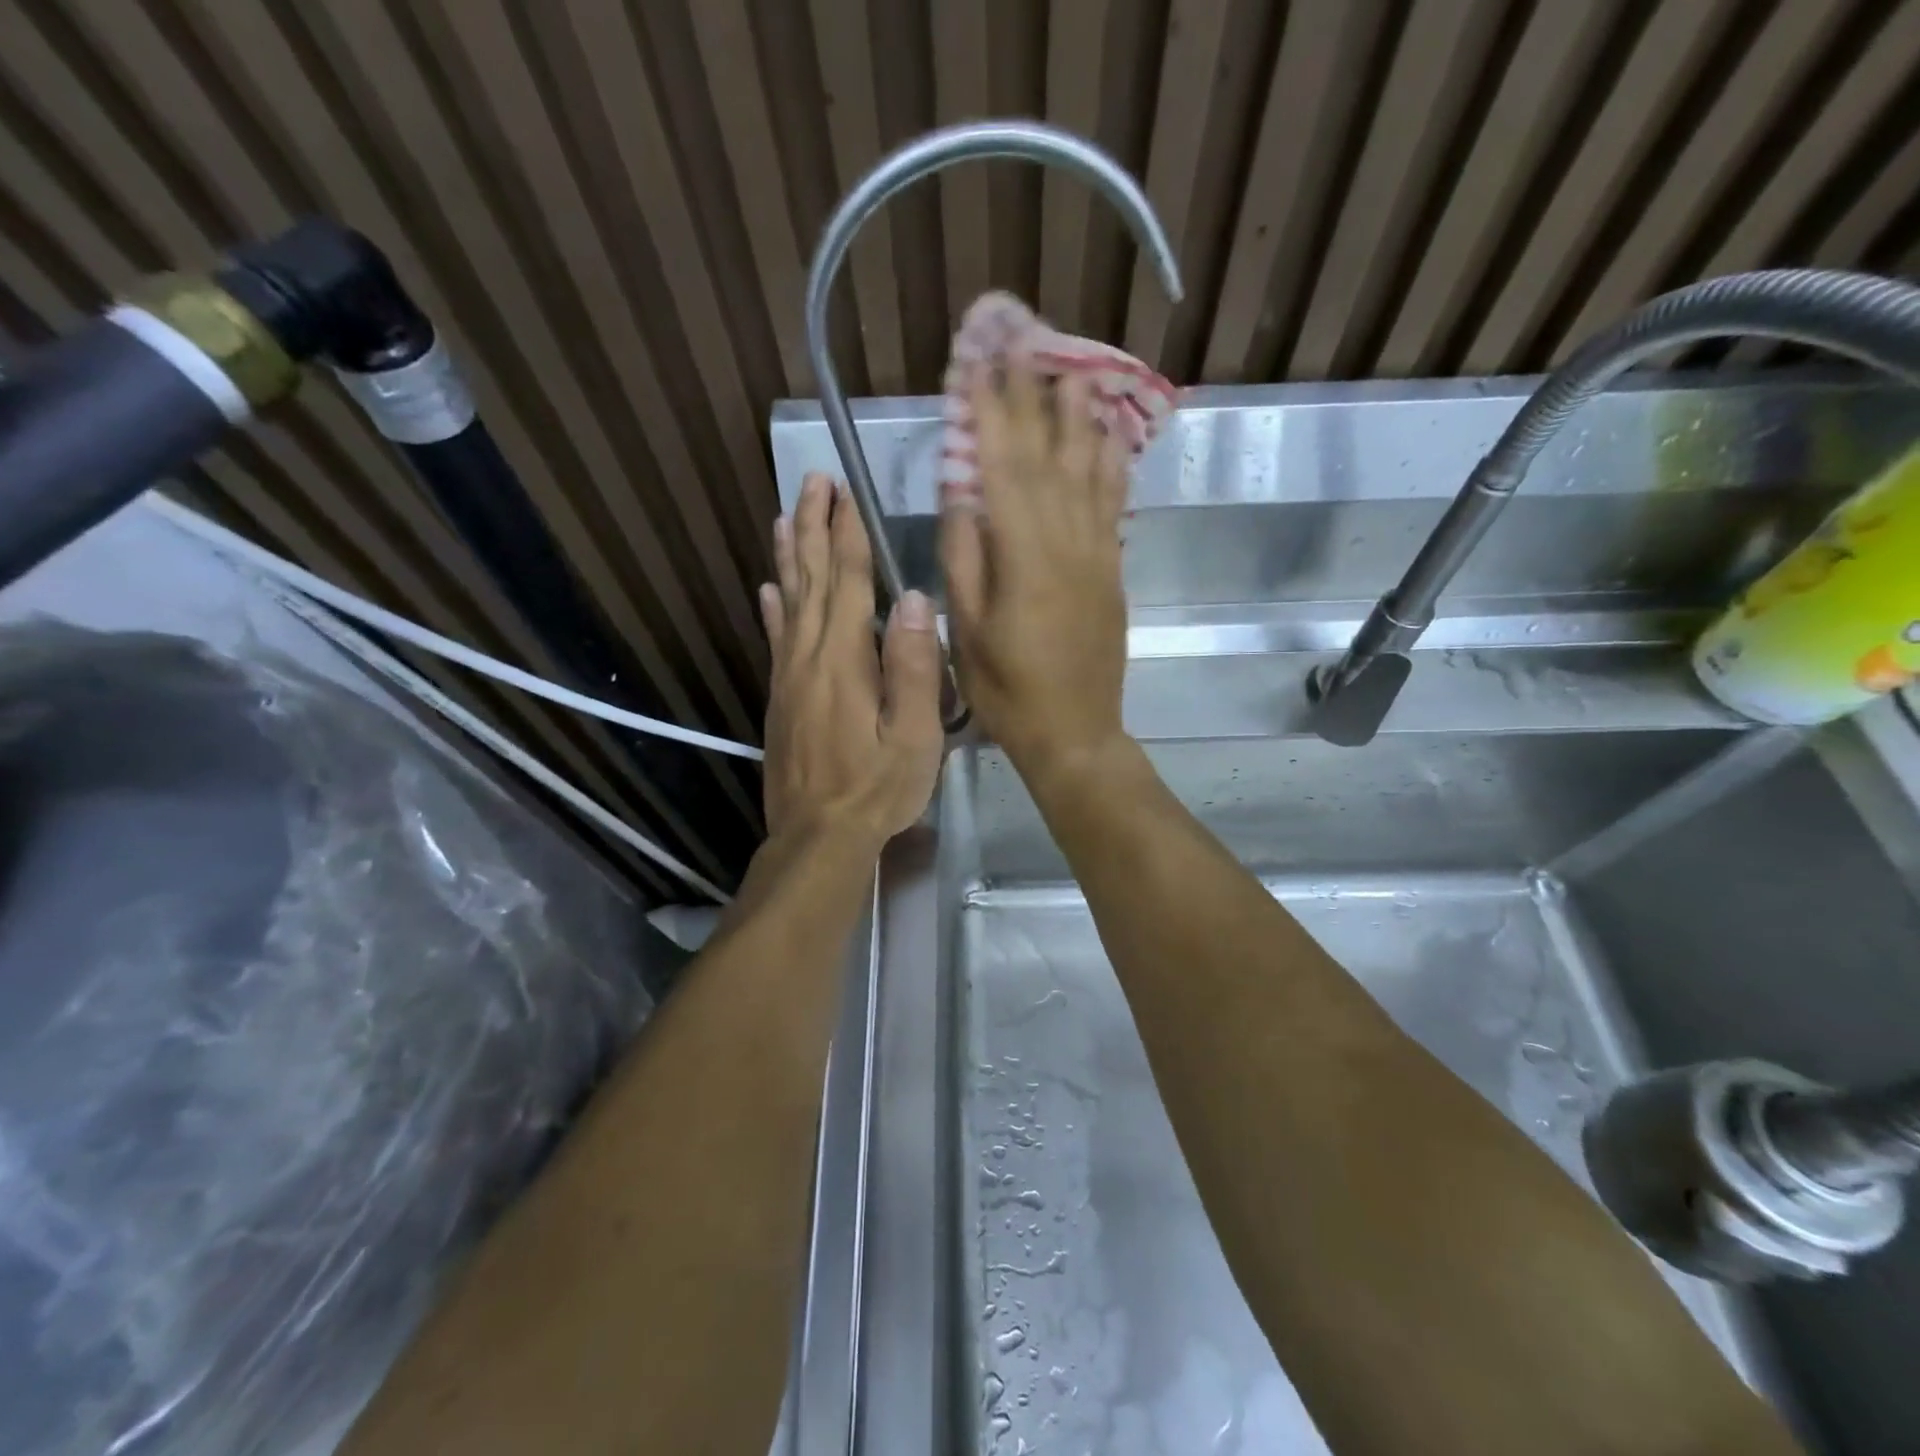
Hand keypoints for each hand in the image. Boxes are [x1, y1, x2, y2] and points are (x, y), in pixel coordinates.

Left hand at [760, 472, 943, 850]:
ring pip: (788, 601)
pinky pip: (775, 639)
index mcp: (845, 659)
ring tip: (787, 516)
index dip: (848, 533)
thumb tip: (915, 599)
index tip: (845, 491)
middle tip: (812, 481)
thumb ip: (915, 666)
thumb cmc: (876, 787)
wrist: (817, 836)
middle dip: (815, 527)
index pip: (849, 581)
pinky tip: (768, 589)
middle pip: (813, 579)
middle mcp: (810, 656)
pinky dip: (773, 608)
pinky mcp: (780, 698)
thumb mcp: (914, 735)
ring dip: (791, 556)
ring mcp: (789, 677)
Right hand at [941, 367, 1130, 779]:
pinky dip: (1110, 464)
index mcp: (1024, 558)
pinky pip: (1113, 505)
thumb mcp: (968, 632)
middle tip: (1022, 344)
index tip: (978, 365)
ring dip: (1078, 417)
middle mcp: (1067, 542)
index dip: (990, 412)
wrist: (1075, 732)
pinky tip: (1108, 436)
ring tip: (1071, 368)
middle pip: (1048, 456)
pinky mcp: (1112, 570)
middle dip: (1031, 398)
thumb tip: (961, 495)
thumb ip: (965, 559)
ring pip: (1089, 471)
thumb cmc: (1008, 690)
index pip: (1004, 467)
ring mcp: (1097, 554)